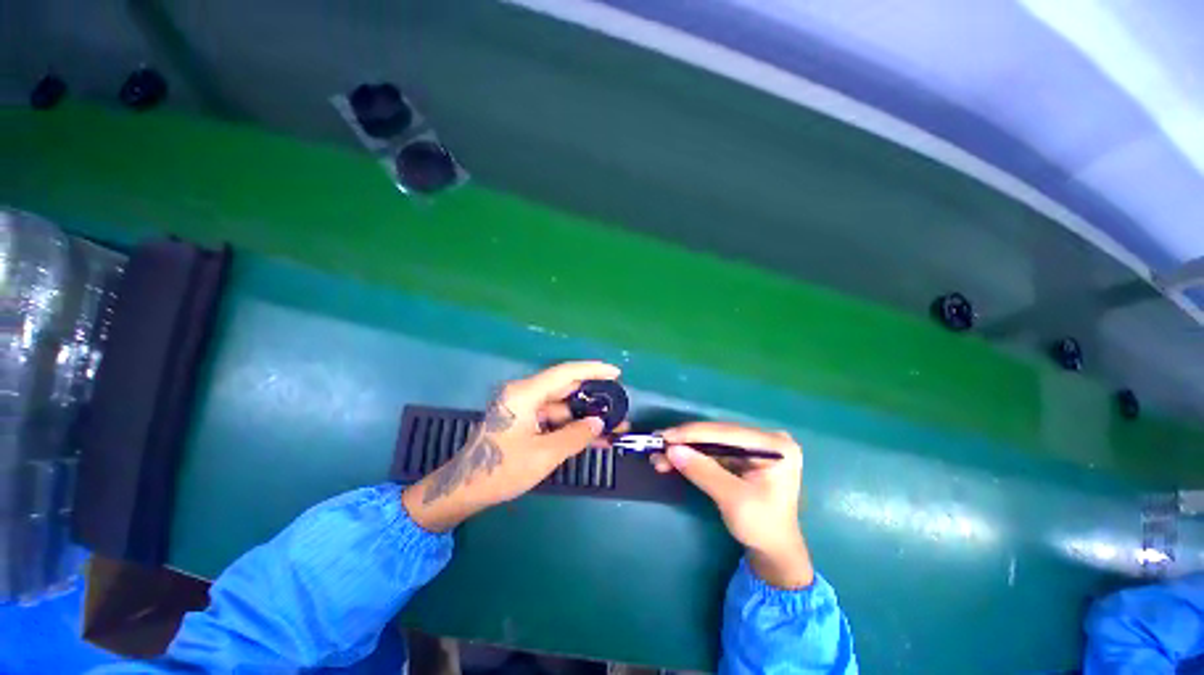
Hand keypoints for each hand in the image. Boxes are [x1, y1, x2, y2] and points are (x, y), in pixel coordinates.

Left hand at [402, 361, 621, 531]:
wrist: (463, 490)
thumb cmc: (500, 470)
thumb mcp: (543, 455)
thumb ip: (575, 436)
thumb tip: (598, 423)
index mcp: (525, 394)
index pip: (565, 373)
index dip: (593, 370)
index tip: (616, 373)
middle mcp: (525, 394)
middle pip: (566, 389)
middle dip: (593, 399)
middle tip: (618, 405)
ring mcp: (524, 408)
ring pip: (562, 407)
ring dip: (584, 417)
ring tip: (611, 428)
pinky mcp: (524, 422)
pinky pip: (554, 420)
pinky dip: (571, 427)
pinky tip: (592, 438)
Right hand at [651, 422, 813, 588]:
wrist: (774, 553)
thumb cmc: (762, 527)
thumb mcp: (733, 499)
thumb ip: (703, 471)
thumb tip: (671, 450)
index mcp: (774, 445)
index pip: (727, 433)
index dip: (693, 433)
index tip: (665, 436)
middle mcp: (765, 440)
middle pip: (717, 436)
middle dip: (686, 442)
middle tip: (658, 444)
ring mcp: (754, 447)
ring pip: (711, 444)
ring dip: (685, 450)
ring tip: (659, 456)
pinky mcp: (743, 457)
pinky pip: (713, 453)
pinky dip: (692, 458)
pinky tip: (672, 460)